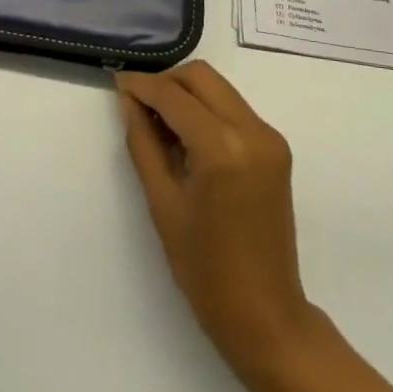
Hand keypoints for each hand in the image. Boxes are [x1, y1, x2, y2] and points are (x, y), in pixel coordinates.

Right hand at [118, 62, 316, 381]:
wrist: (265, 314)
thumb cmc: (204, 268)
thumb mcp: (162, 202)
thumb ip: (143, 142)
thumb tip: (128, 100)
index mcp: (222, 147)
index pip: (174, 96)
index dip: (141, 85)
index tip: (116, 83)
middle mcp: (253, 131)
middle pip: (202, 77)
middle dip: (166, 81)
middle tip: (136, 103)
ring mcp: (270, 138)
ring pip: (219, 88)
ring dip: (186, 93)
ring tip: (157, 122)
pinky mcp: (276, 149)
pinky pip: (234, 109)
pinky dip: (206, 110)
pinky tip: (185, 136)